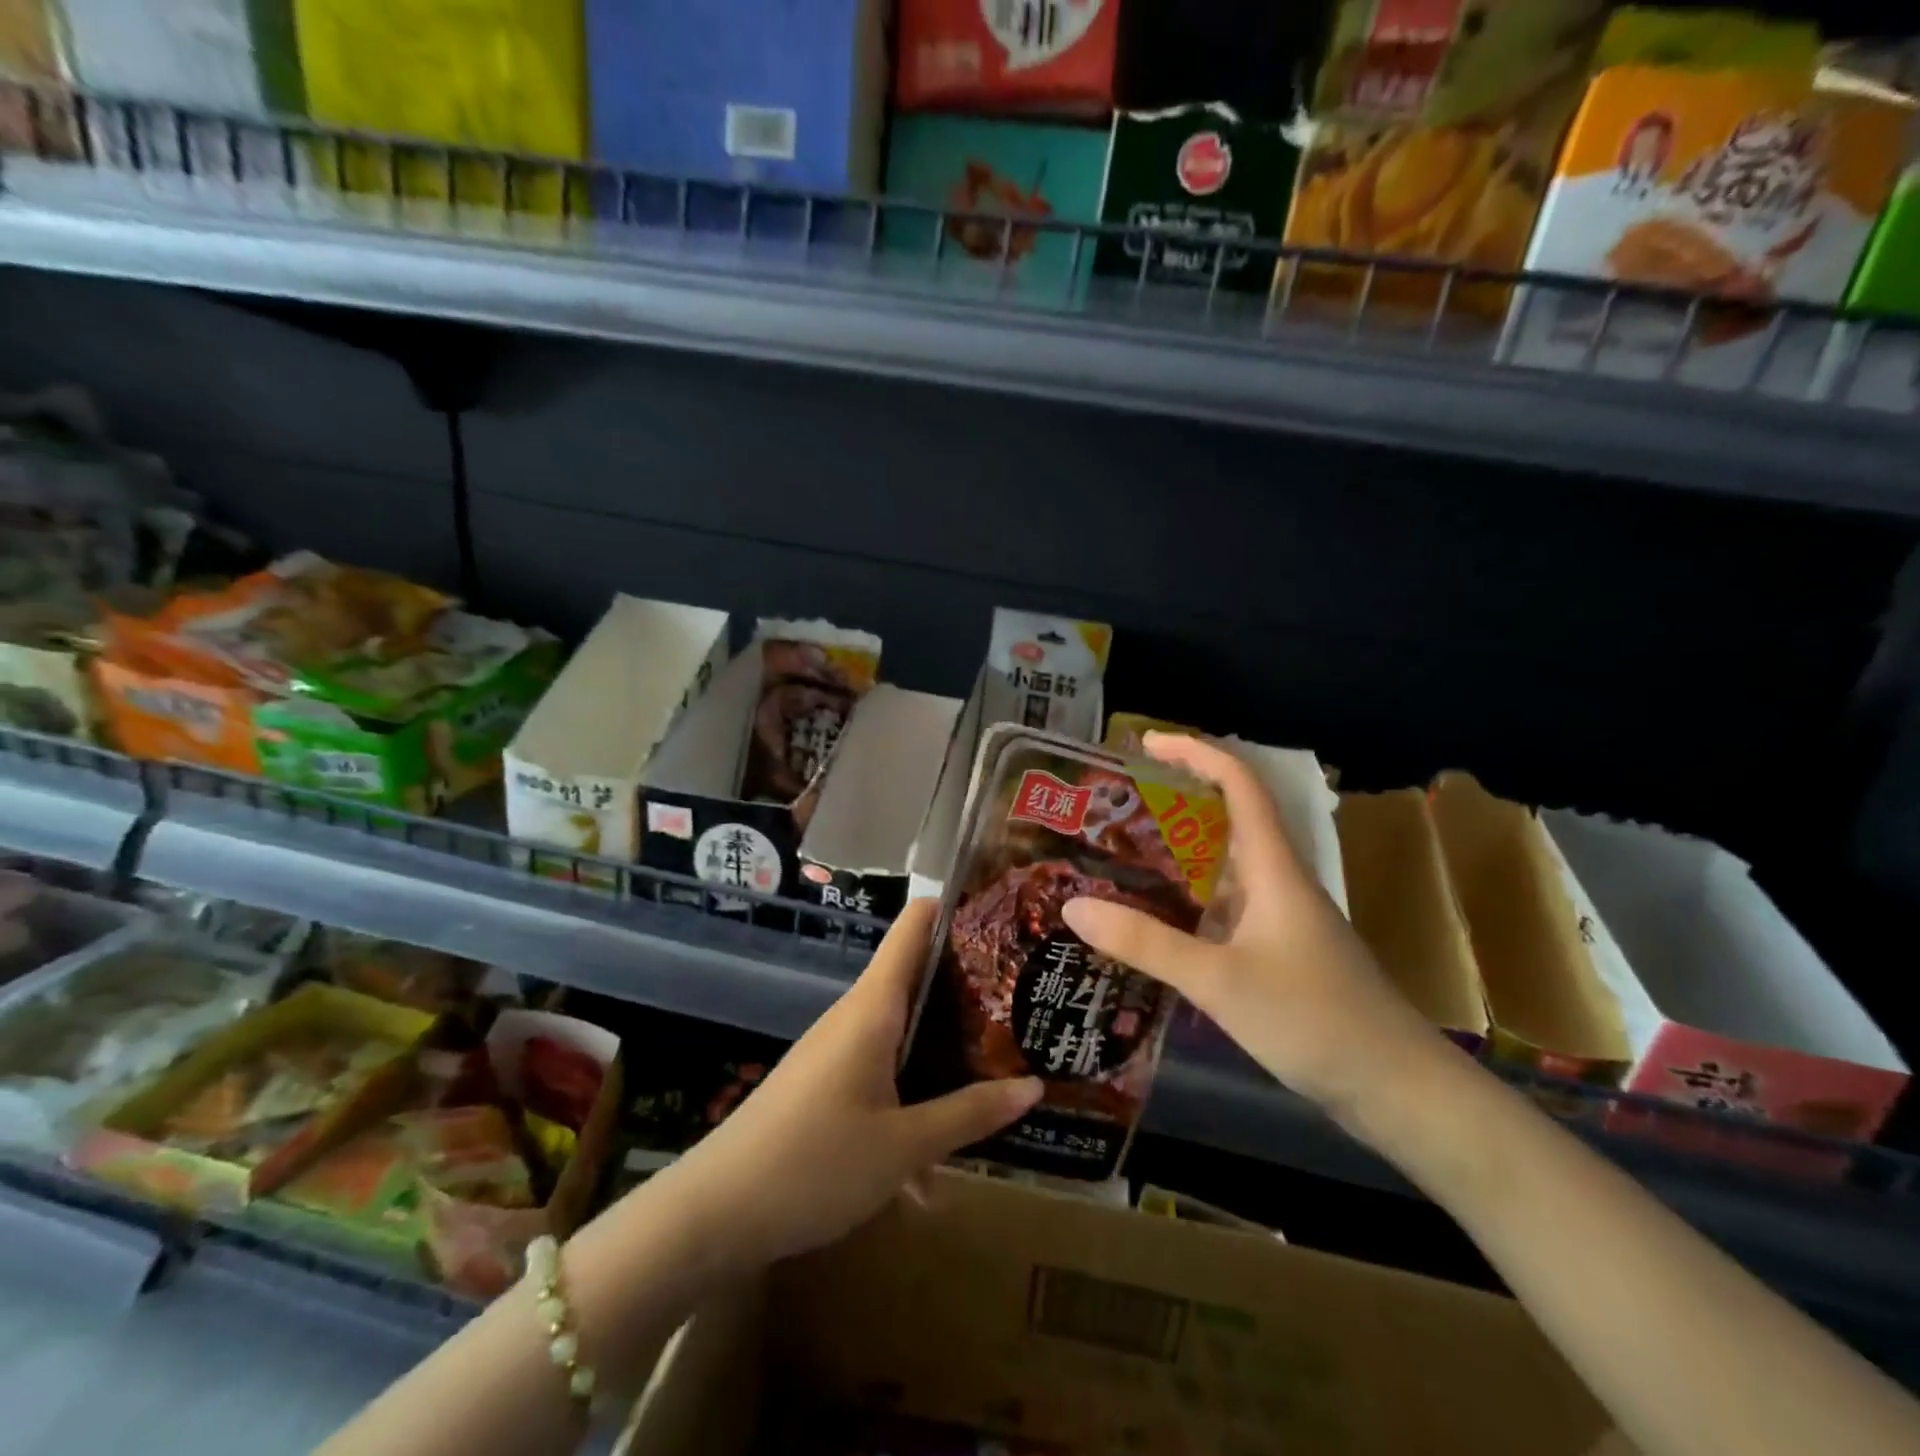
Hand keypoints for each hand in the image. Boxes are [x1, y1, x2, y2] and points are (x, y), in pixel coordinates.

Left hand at [647, 899, 1041, 1272]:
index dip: (956, 907)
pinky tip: (934, 1163)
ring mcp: (837, 1047)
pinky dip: (913, 1095)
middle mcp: (856, 1014)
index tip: (1004, 913)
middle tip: (1026, 996)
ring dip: (945, 1050)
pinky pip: (881, 1069)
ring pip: (903, 1031)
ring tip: (1001, 1067)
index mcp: (874, 1006)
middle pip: (918, 977)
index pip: (915, 926)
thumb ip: (970, 1113)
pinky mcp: (825, 1082)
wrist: (715, 1213)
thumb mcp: (904, 1146)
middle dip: (970, 986)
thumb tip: (1033, 1085)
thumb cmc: (815, 1163)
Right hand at [1063, 733, 1440, 1118]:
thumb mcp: (1218, 980)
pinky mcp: (1281, 952)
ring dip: (1179, 853)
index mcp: (1274, 868)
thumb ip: (1145, 943)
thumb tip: (1071, 907)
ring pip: (1226, 867)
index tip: (1146, 744)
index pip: (1239, 784)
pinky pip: (1227, 907)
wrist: (1399, 1089)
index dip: (1195, 753)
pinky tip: (1156, 922)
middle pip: (1228, 818)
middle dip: (1175, 802)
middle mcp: (1279, 881)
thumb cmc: (1314, 1019)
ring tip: (1121, 856)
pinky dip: (1189, 901)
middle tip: (1117, 807)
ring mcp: (1283, 919)